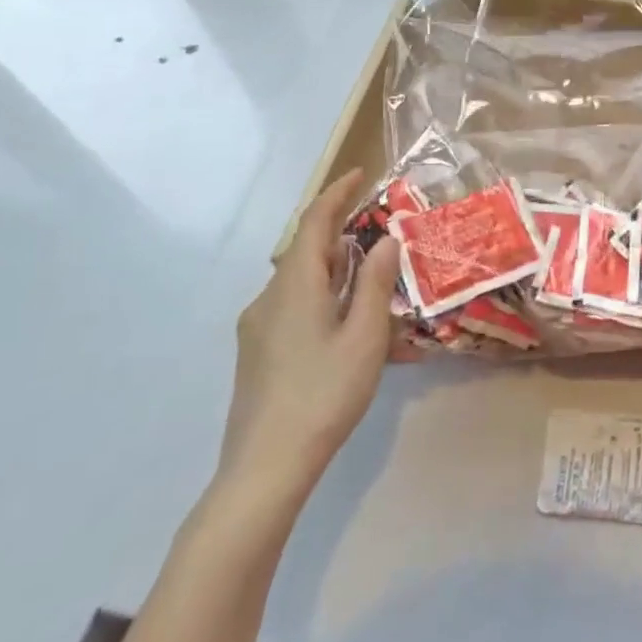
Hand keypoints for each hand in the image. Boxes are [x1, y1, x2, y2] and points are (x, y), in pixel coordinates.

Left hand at [216, 168, 396, 500]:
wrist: (265, 467)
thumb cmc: (324, 394)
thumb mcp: (364, 336)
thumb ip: (373, 283)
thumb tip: (384, 241)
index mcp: (294, 286)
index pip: (314, 222)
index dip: (337, 193)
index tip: (361, 173)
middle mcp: (269, 298)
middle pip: (306, 251)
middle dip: (341, 235)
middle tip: (380, 234)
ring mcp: (258, 328)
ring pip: (301, 283)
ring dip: (335, 273)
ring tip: (373, 286)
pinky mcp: (257, 354)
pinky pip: (294, 309)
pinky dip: (324, 300)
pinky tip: (349, 329)